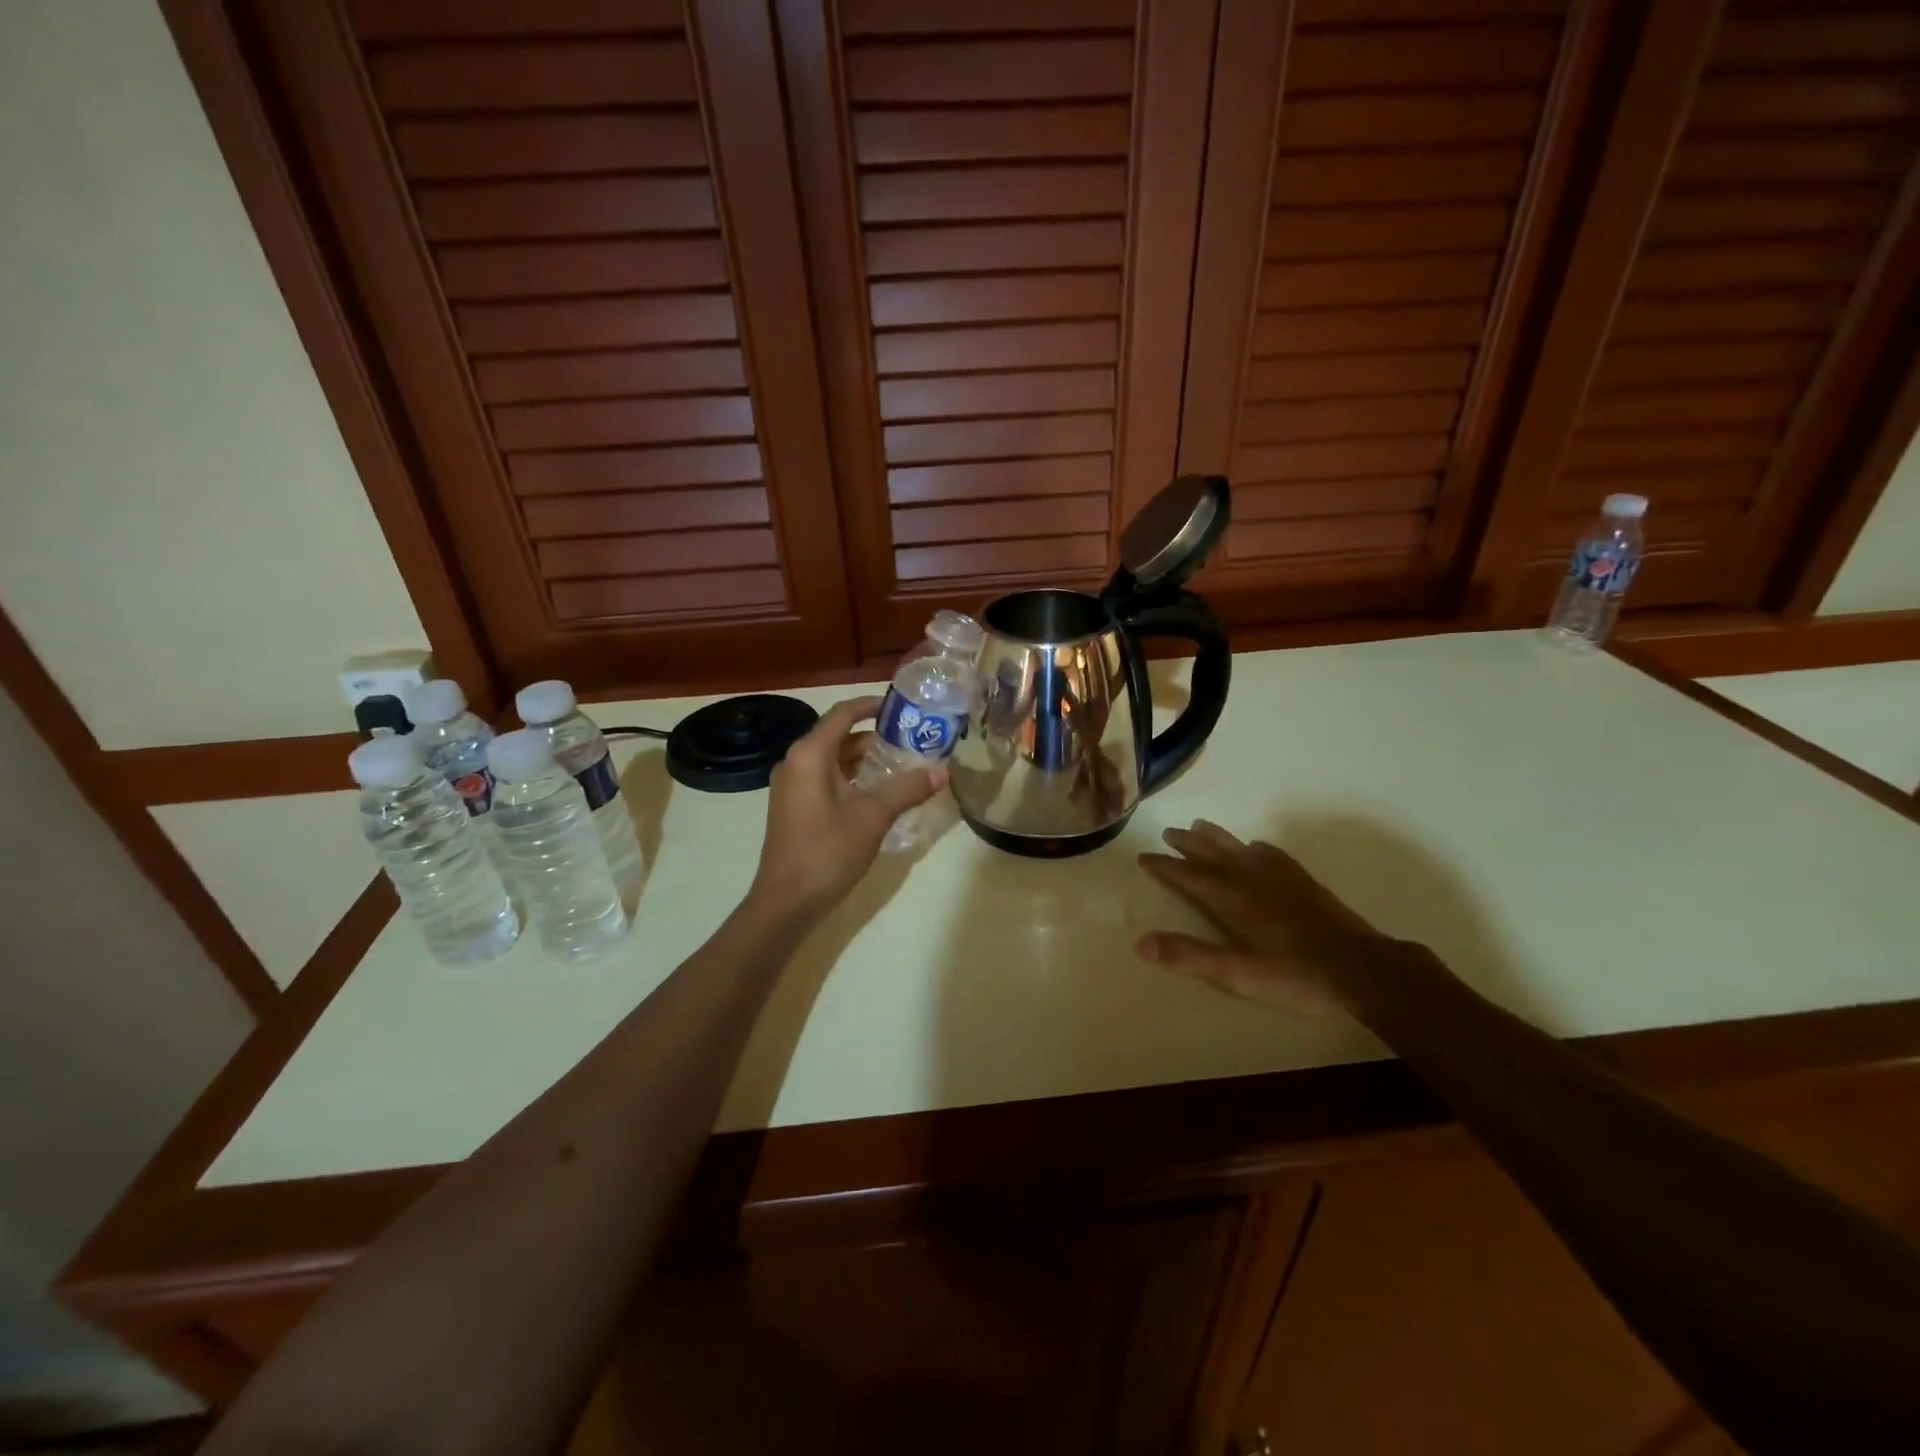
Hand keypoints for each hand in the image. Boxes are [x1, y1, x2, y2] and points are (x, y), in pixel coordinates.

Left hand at [748, 696, 943, 921]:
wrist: (786, 902)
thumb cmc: (828, 850)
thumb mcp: (874, 816)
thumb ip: (907, 789)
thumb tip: (941, 772)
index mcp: (809, 755)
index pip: (842, 714)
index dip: (871, 706)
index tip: (901, 707)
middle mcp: (795, 763)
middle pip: (837, 736)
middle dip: (873, 736)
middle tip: (910, 739)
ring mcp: (791, 787)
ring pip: (831, 761)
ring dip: (863, 759)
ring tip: (901, 764)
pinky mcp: (793, 808)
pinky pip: (825, 780)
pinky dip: (851, 778)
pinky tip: (877, 793)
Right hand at [1136, 821, 1393, 1015]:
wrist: (1363, 969)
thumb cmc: (1296, 975)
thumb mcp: (1237, 973)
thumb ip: (1189, 956)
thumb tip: (1141, 942)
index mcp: (1231, 899)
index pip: (1188, 876)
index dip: (1165, 866)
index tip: (1144, 856)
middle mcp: (1250, 880)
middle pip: (1212, 854)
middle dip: (1188, 844)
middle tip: (1168, 832)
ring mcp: (1280, 878)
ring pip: (1239, 849)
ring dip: (1216, 837)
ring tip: (1201, 825)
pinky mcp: (1304, 883)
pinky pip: (1272, 855)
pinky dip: (1255, 847)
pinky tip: (1256, 847)